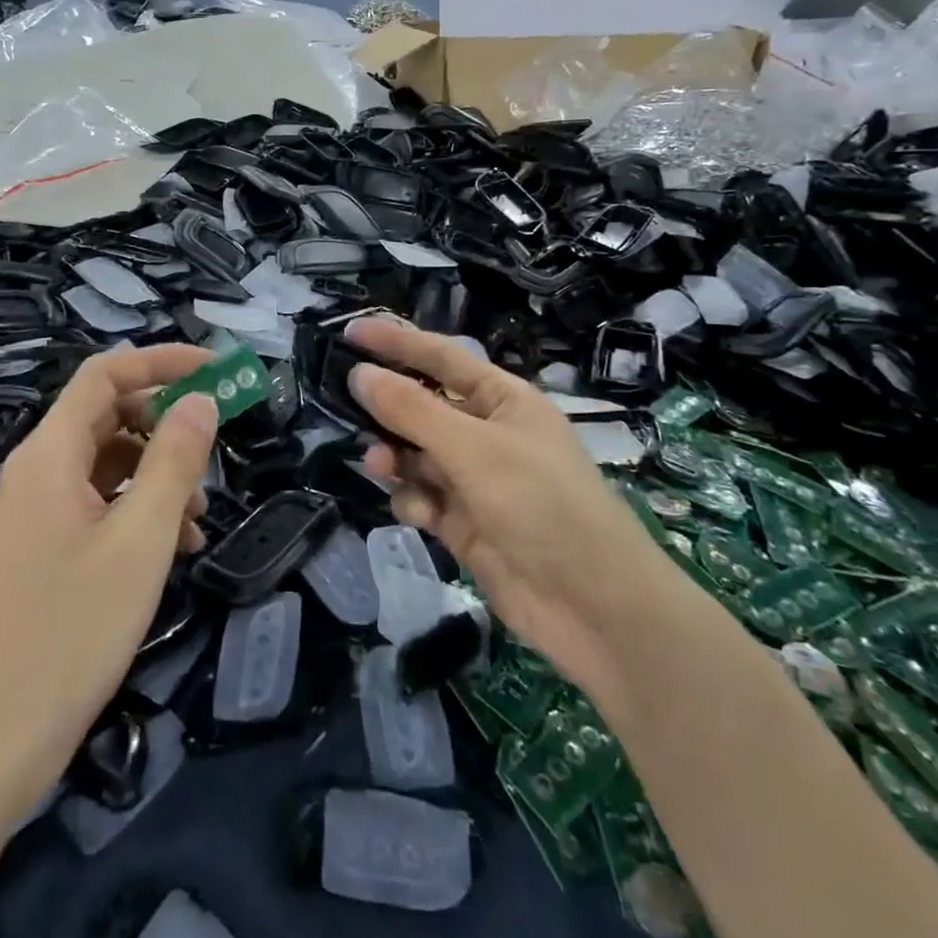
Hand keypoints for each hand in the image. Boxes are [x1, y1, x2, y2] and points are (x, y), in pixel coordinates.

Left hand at [0, 345, 218, 825]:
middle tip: (216, 443)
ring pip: (107, 462)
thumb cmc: (70, 629)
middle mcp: (38, 471)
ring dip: (158, 472)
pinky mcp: (43, 550)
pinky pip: (98, 504)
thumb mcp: (140, 539)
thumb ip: (174, 460)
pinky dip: (139, 510)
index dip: (161, 361)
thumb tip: (201, 400)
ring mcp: (37, 512)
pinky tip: (174, 549)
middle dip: (165, 421)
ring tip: (199, 515)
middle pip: (107, 414)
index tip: (216, 370)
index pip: (106, 373)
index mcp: (50, 452)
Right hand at [345, 319, 676, 703]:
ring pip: (417, 455)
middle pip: (423, 407)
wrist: (593, 607)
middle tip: (343, 404)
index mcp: (503, 400)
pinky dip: (413, 500)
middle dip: (388, 408)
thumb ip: (412, 411)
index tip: (350, 330)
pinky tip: (418, 513)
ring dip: (394, 457)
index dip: (396, 341)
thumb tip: (360, 374)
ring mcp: (476, 481)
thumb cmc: (540, 504)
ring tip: (377, 465)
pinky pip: (424, 497)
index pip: (441, 357)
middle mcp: (488, 434)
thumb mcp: (473, 449)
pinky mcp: (465, 524)